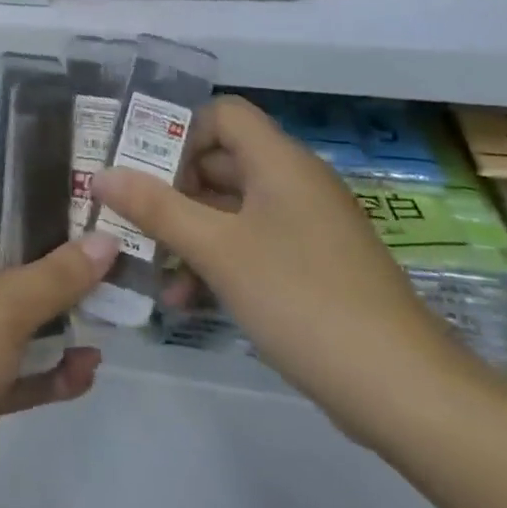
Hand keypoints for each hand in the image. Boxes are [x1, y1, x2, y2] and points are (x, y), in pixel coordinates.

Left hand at [0, 175, 118, 507]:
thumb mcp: (2, 306)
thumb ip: (57, 274)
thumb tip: (107, 238)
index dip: (23, 175)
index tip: (76, 172)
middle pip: (14, 250)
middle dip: (60, 247)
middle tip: (116, 239)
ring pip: (24, 312)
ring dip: (63, 311)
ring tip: (116, 303)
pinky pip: (24, 367)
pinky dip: (53, 368)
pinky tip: (89, 369)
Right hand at [94, 95, 475, 447]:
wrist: (405, 393)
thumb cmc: (302, 298)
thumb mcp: (218, 250)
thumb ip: (155, 208)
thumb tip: (101, 175)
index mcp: (279, 162)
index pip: (222, 114)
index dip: (180, 132)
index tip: (142, 169)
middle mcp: (293, 183)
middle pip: (220, 161)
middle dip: (171, 189)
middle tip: (129, 217)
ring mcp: (305, 228)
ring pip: (230, 209)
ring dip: (188, 232)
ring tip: (148, 266)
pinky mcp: (311, 268)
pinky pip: (250, 245)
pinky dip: (217, 261)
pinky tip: (184, 300)